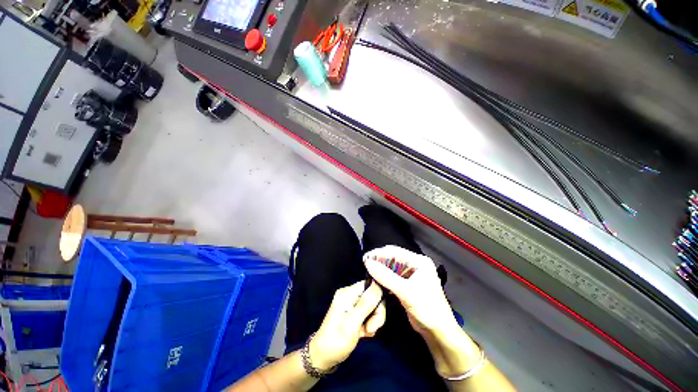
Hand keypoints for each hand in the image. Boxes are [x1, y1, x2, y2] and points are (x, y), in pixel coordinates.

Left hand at [309, 281, 385, 370]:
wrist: (324, 358)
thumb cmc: (336, 341)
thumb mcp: (352, 323)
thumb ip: (366, 304)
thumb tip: (378, 285)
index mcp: (347, 293)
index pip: (370, 284)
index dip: (378, 295)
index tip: (378, 312)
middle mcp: (350, 294)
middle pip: (373, 296)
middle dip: (376, 312)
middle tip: (370, 328)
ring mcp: (353, 304)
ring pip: (373, 306)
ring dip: (374, 321)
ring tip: (366, 332)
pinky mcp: (355, 312)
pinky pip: (370, 314)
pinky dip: (370, 324)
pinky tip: (364, 333)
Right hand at [364, 246, 482, 377]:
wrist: (439, 332)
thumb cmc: (426, 309)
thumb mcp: (405, 292)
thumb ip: (386, 277)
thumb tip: (368, 263)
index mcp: (419, 261)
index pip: (395, 252)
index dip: (379, 253)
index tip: (365, 258)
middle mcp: (415, 264)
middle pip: (393, 258)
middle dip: (379, 260)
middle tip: (364, 264)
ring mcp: (411, 274)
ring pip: (391, 267)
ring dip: (381, 269)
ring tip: (368, 271)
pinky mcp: (407, 284)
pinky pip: (392, 276)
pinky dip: (384, 277)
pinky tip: (375, 280)